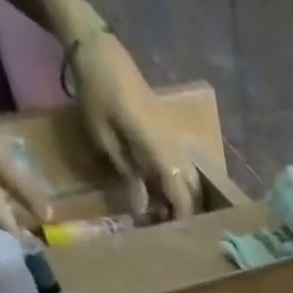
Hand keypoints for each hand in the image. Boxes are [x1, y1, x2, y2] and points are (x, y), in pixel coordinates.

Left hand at [70, 30, 197, 220]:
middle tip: (164, 229)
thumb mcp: (105, 141)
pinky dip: (174, 184)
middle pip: (192, 194)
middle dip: (182, 214)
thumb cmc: (99, 96)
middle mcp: (177, 152)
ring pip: (190, 183)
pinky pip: (181, 168)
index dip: (180, 223)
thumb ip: (127, 176)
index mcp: (164, 157)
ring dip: (179, 200)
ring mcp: (176, 143)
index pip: (184, 201)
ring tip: (162, 213)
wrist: (101, 53)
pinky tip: (159, 192)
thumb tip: (142, 209)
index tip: (170, 240)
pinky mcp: (169, 136)